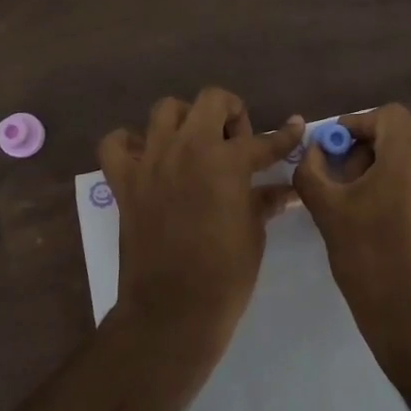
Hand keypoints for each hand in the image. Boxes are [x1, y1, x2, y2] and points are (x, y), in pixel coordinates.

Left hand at [99, 89, 304, 357]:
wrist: (172, 312)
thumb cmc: (225, 275)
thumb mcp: (254, 233)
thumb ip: (264, 201)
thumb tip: (284, 190)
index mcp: (227, 162)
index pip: (264, 140)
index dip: (285, 136)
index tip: (295, 126)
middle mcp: (188, 149)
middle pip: (211, 99)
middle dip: (230, 113)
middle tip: (235, 143)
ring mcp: (152, 161)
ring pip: (165, 110)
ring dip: (184, 121)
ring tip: (193, 145)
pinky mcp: (125, 181)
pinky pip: (116, 143)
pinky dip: (130, 143)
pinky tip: (147, 158)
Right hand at [292, 104, 410, 358]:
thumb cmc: (368, 255)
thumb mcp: (328, 209)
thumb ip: (312, 171)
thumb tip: (311, 152)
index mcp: (410, 156)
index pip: (387, 115)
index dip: (356, 123)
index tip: (332, 146)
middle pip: (400, 131)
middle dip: (366, 142)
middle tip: (340, 168)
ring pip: (409, 153)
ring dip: (379, 160)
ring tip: (351, 191)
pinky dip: (393, 177)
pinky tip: (370, 208)